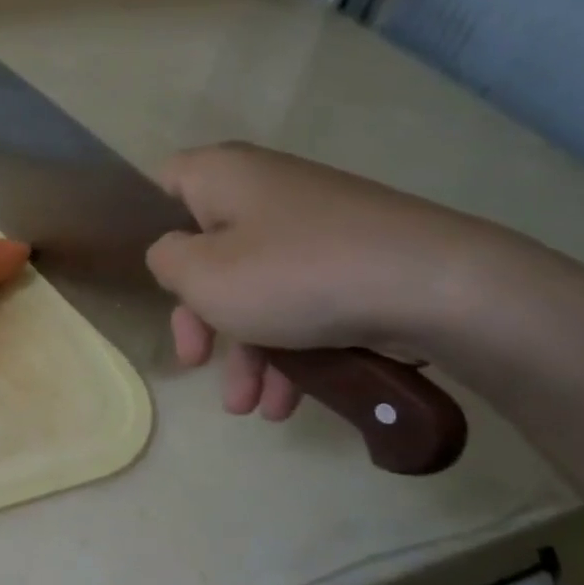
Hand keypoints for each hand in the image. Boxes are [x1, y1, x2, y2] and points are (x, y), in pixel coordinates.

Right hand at [145, 144, 498, 420]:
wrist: (437, 287)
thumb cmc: (294, 274)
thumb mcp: (202, 275)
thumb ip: (166, 262)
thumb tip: (175, 255)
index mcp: (223, 176)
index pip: (164, 183)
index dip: (147, 227)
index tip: (153, 278)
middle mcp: (265, 191)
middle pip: (208, 250)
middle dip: (200, 317)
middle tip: (195, 360)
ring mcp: (313, 226)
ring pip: (256, 286)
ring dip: (246, 350)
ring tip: (250, 408)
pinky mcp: (350, 260)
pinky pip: (300, 300)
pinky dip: (289, 346)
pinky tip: (290, 400)